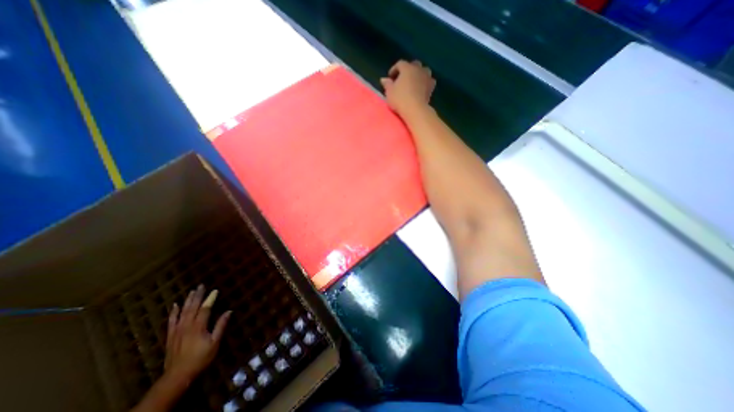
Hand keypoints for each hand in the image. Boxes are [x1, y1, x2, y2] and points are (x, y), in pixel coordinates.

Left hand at [164, 283, 229, 382]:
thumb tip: (228, 311)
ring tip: (192, 291)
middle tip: (201, 285)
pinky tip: (175, 305)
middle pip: (192, 307)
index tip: (215, 290)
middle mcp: (187, 326)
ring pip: (182, 312)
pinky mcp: (170, 336)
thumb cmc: (200, 358)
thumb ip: (220, 326)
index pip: (205, 309)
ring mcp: (177, 330)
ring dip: (188, 301)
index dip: (210, 299)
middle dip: (198, 296)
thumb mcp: (215, 343)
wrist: (177, 376)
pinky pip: (171, 321)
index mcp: (198, 327)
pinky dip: (173, 312)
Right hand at [382, 61, 430, 118]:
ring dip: (419, 74)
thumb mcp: (389, 92)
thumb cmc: (400, 99)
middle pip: (414, 64)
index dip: (394, 69)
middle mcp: (418, 69)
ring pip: (424, 71)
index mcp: (407, 68)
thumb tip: (384, 79)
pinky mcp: (431, 87)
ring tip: (414, 81)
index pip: (400, 64)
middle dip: (408, 69)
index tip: (390, 77)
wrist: (415, 110)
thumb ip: (387, 84)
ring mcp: (426, 77)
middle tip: (403, 78)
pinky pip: (429, 81)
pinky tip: (422, 87)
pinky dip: (425, 82)